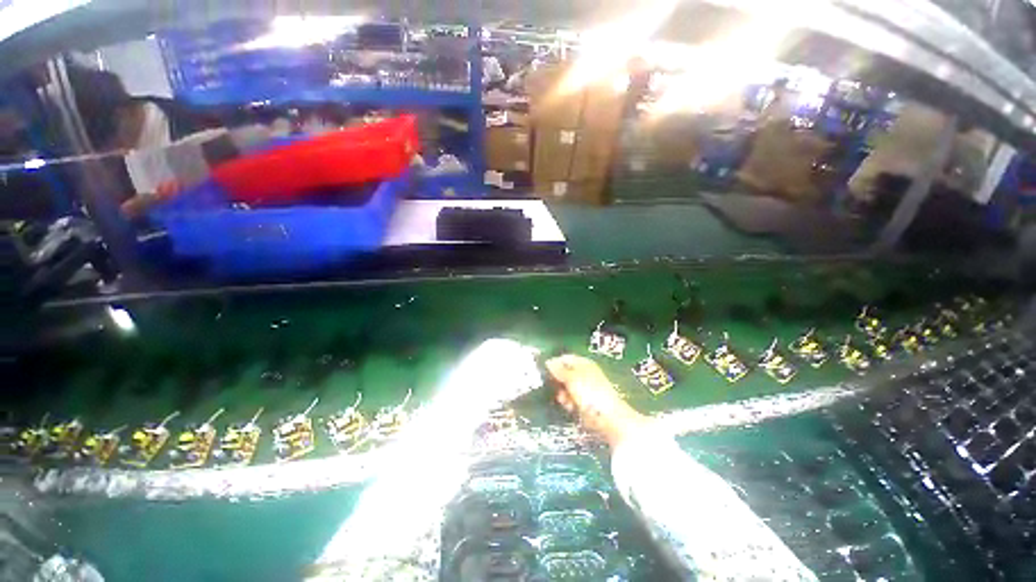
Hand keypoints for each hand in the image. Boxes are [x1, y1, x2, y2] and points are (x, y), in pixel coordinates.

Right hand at [546, 355, 647, 447]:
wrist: (608, 418)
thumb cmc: (590, 393)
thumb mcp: (572, 378)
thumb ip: (559, 370)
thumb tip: (548, 362)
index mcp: (583, 363)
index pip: (564, 358)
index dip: (554, 364)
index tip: (544, 372)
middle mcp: (583, 374)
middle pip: (563, 374)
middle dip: (557, 382)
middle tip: (555, 388)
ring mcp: (584, 388)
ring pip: (565, 388)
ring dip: (562, 394)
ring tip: (565, 400)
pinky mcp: (584, 402)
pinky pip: (570, 399)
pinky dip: (568, 403)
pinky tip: (570, 407)